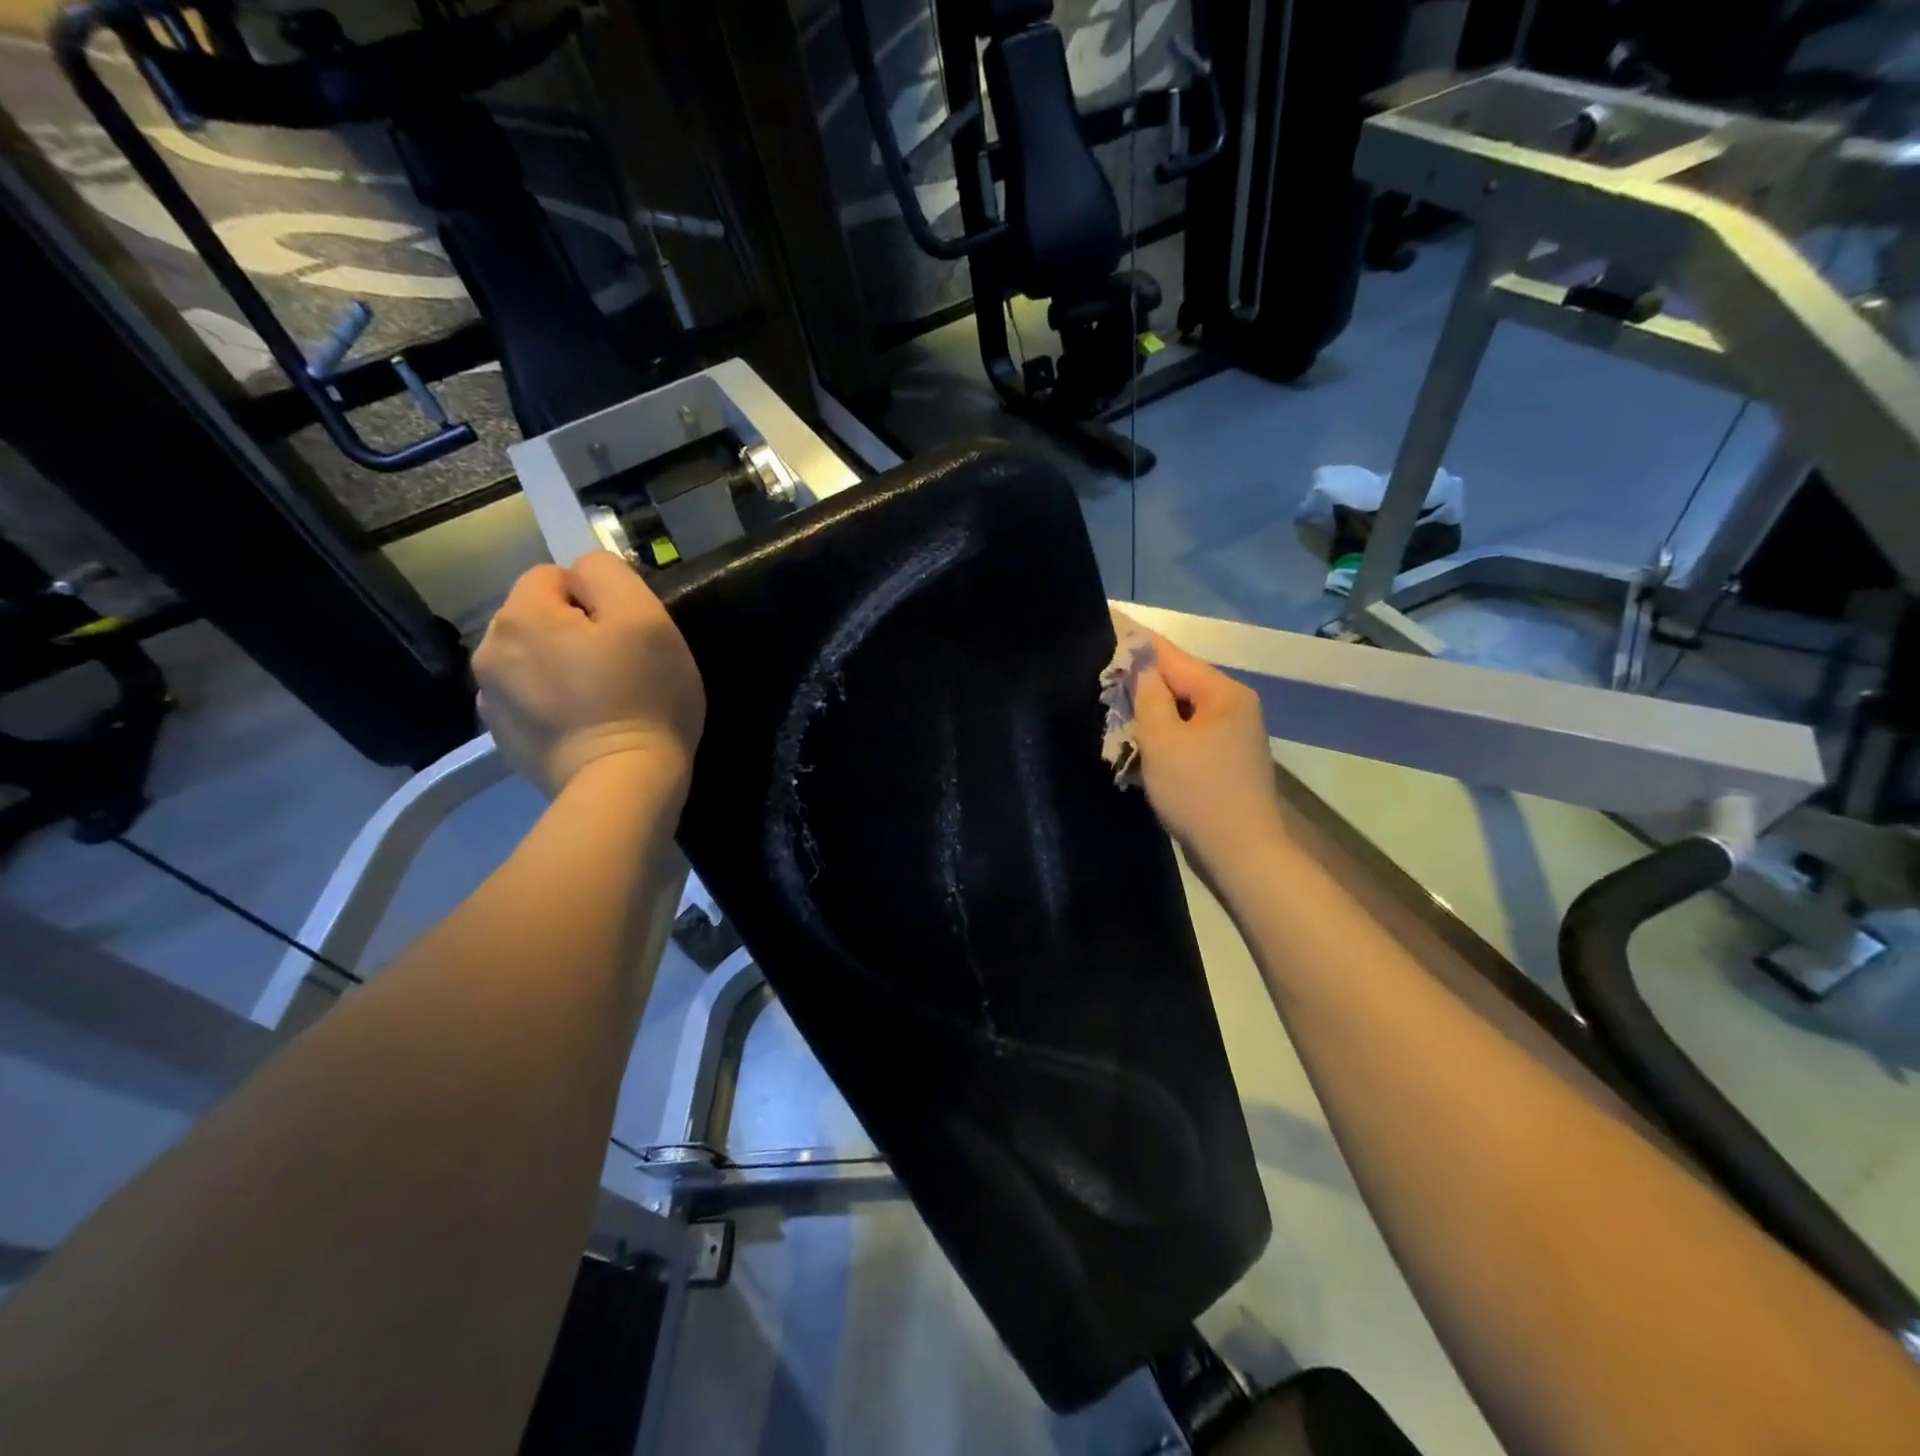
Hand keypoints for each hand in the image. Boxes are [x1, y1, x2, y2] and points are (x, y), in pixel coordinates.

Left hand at [474, 552, 704, 796]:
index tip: (626, 635)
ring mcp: (491, 701)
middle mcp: (489, 653)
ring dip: (561, 668)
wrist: (622, 785)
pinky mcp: (503, 740)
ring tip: (603, 700)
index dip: (597, 599)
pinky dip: (554, 705)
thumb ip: (609, 574)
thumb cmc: (643, 697)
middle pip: (539, 618)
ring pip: (533, 660)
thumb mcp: (646, 618)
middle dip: (574, 632)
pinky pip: (530, 700)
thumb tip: (584, 575)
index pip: (554, 575)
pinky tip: (585, 726)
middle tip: (620, 668)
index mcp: (520, 617)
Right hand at [1131, 631, 1286, 876]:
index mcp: (1223, 694)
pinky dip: (1163, 736)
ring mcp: (1232, 736)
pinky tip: (1138, 743)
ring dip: (1149, 712)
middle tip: (1101, 677)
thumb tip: (1140, 661)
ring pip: (1181, 712)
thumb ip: (1149, 695)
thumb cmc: (1198, 793)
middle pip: (1178, 682)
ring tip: (1113, 709)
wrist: (1240, 854)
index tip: (1109, 621)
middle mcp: (1234, 707)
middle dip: (1140, 681)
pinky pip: (1187, 736)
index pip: (1172, 656)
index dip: (1137, 641)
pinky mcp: (1225, 762)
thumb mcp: (1163, 740)